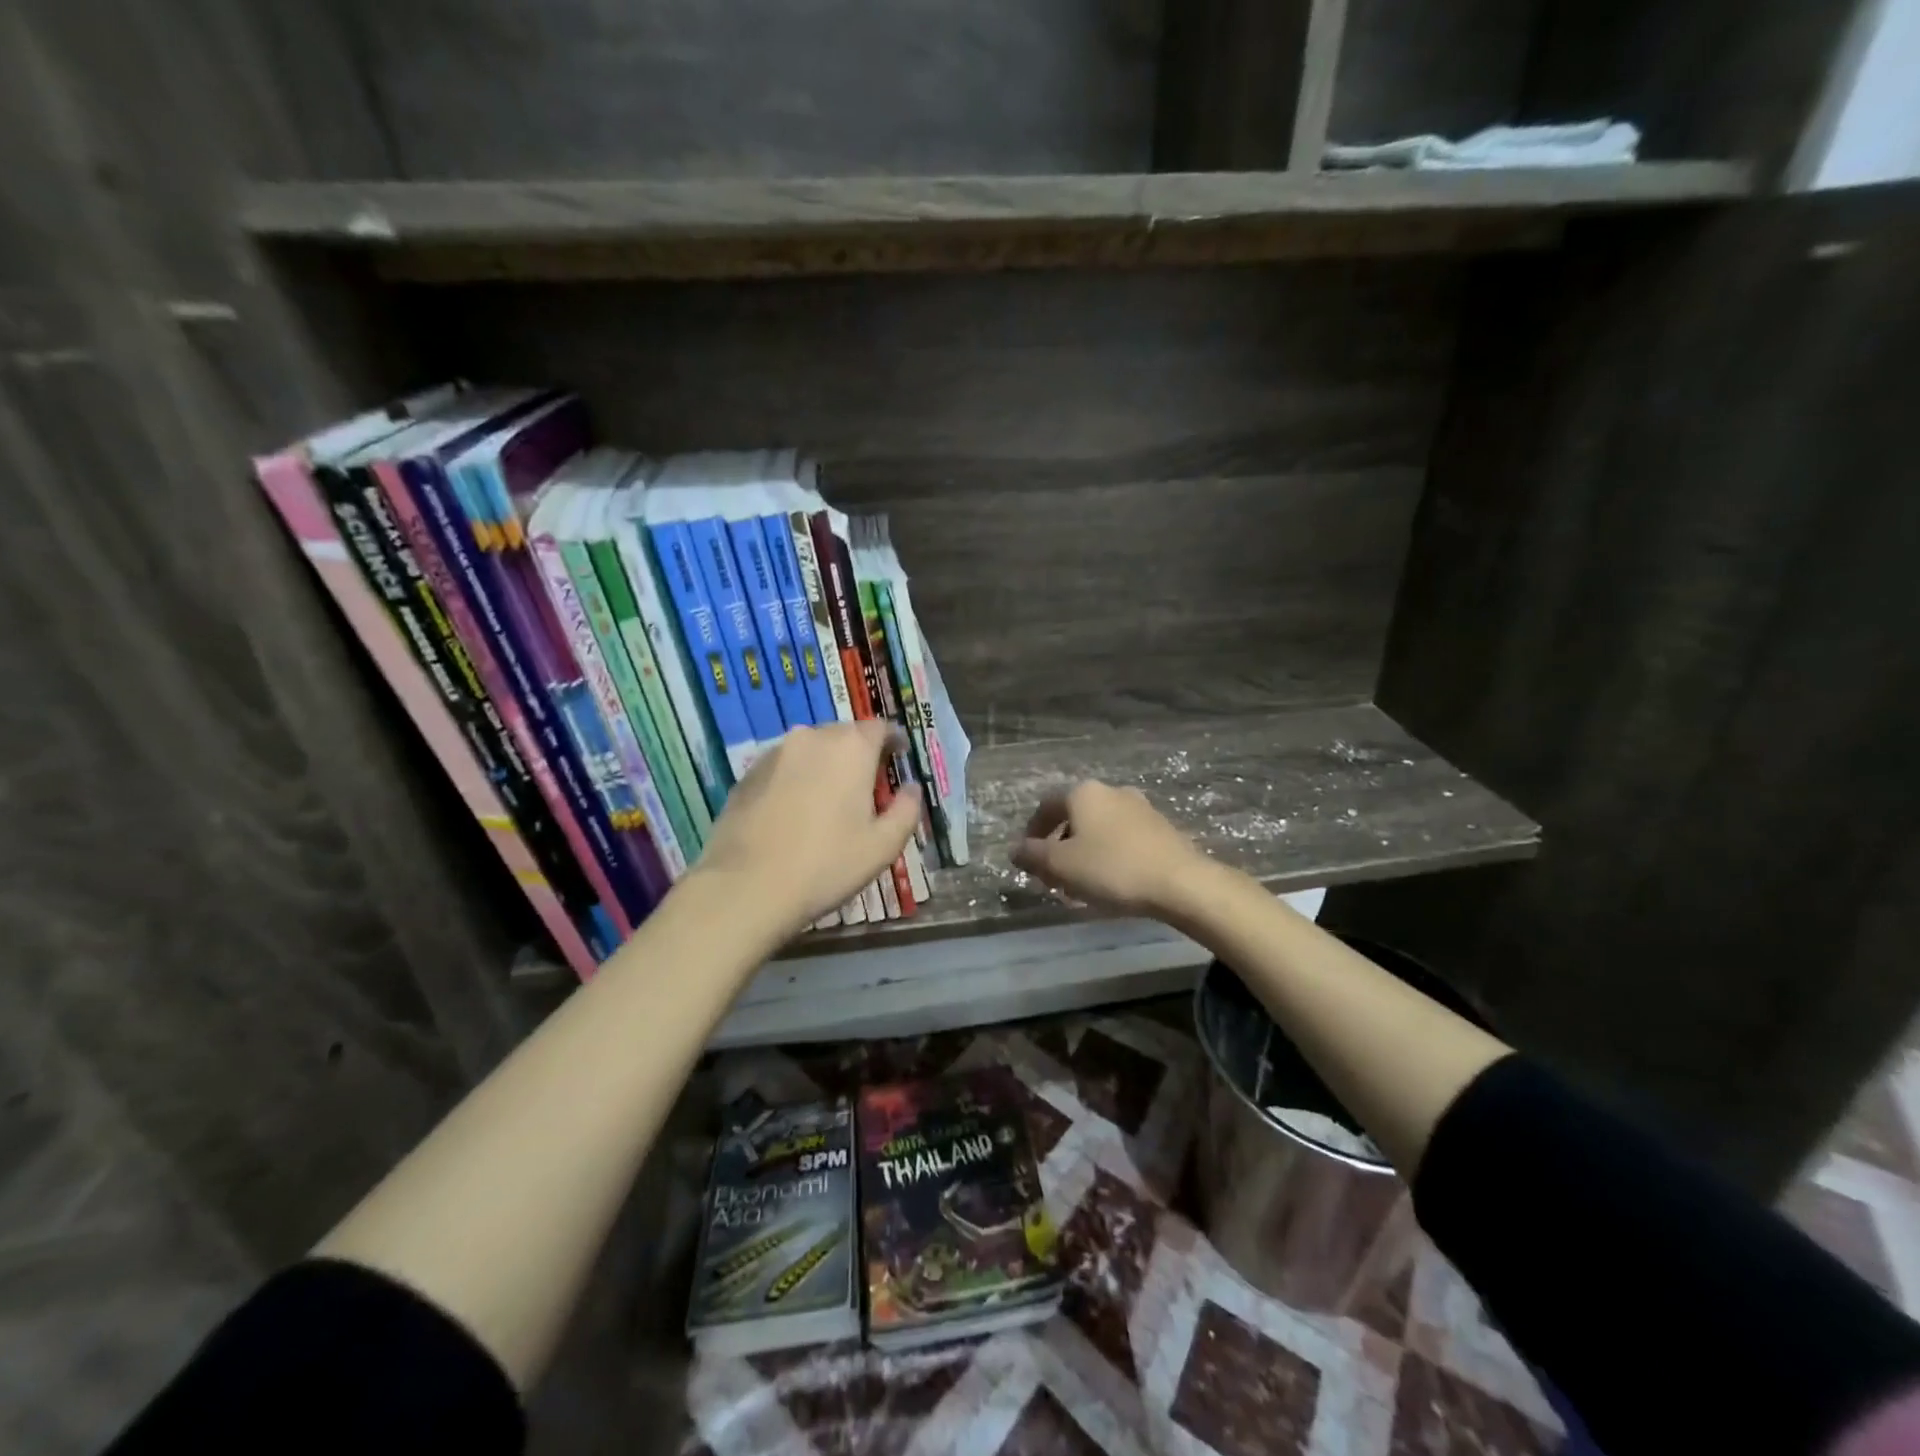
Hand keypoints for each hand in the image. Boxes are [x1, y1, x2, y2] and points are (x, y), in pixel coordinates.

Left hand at [693, 722, 921, 936]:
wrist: (746, 886)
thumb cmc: (826, 864)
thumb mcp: (883, 846)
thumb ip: (906, 810)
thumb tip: (911, 788)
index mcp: (851, 748)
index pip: (880, 727)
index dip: (893, 741)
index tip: (899, 758)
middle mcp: (811, 737)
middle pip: (844, 735)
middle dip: (859, 754)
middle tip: (866, 787)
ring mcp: (774, 753)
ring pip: (811, 750)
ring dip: (825, 766)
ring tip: (829, 800)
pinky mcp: (747, 774)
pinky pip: (783, 767)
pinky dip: (796, 779)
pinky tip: (794, 813)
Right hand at [1010, 781, 1211, 917]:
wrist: (1181, 882)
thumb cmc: (1112, 869)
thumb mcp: (1061, 866)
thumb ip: (1032, 855)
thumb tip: (1014, 849)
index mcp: (1083, 793)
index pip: (1046, 805)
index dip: (1032, 831)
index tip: (1028, 858)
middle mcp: (1111, 791)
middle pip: (1073, 817)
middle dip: (1059, 845)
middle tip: (1053, 875)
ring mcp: (1140, 807)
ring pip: (1099, 828)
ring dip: (1084, 851)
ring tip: (1081, 884)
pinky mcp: (1161, 828)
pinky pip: (1122, 838)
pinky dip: (1109, 855)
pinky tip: (1111, 881)